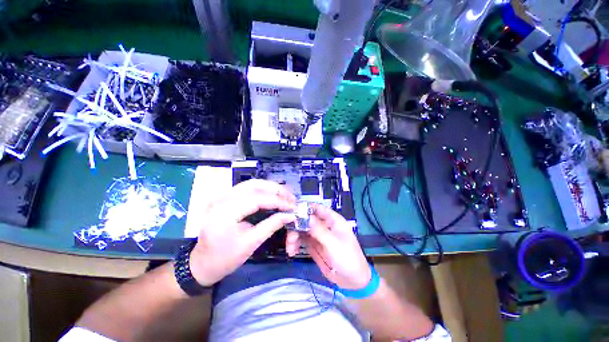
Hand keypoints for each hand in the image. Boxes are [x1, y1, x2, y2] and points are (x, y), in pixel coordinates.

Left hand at [190, 180, 295, 285]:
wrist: (201, 264)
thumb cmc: (225, 258)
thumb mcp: (251, 243)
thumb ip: (271, 225)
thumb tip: (290, 215)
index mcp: (225, 212)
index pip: (257, 199)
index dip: (278, 201)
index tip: (292, 206)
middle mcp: (222, 199)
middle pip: (254, 185)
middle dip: (275, 189)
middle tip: (290, 197)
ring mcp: (222, 196)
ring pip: (251, 184)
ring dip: (270, 187)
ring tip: (284, 195)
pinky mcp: (225, 198)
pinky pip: (247, 188)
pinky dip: (262, 190)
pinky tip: (272, 195)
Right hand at [286, 204, 371, 289]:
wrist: (352, 282)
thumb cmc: (348, 259)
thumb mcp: (334, 245)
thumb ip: (319, 231)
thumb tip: (306, 217)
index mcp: (333, 220)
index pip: (318, 209)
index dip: (305, 208)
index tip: (292, 212)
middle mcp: (324, 225)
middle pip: (307, 219)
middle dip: (296, 226)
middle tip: (290, 236)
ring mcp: (318, 235)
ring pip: (302, 230)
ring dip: (294, 236)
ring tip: (290, 248)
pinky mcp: (314, 245)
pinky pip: (301, 241)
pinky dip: (295, 244)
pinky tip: (292, 251)